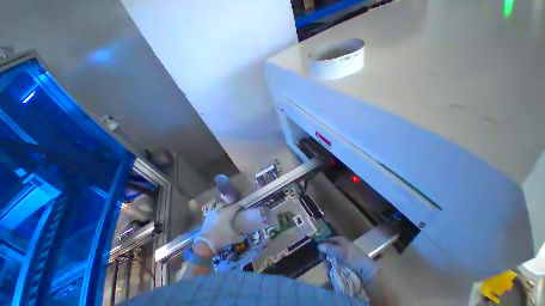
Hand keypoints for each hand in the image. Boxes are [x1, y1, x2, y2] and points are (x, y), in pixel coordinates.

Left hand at [195, 204, 266, 252]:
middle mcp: (220, 210)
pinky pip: (212, 212)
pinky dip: (215, 214)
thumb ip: (240, 236)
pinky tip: (216, 218)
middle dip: (229, 206)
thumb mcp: (233, 238)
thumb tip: (244, 235)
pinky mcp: (206, 218)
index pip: (236, 206)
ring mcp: (212, 213)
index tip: (243, 209)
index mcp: (228, 212)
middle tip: (232, 210)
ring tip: (224, 213)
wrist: (205, 243)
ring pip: (218, 207)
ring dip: (221, 208)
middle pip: (226, 204)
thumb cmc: (221, 237)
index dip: (240, 206)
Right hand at [318, 236, 377, 280]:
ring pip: (332, 257)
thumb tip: (318, 245)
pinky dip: (334, 268)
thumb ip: (329, 249)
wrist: (367, 271)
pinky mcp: (346, 262)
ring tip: (329, 270)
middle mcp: (341, 245)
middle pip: (329, 249)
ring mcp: (344, 254)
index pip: (328, 240)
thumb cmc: (354, 258)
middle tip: (325, 263)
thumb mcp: (341, 253)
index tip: (319, 253)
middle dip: (326, 257)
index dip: (323, 245)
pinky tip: (333, 272)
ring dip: (329, 264)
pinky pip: (337, 263)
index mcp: (340, 240)